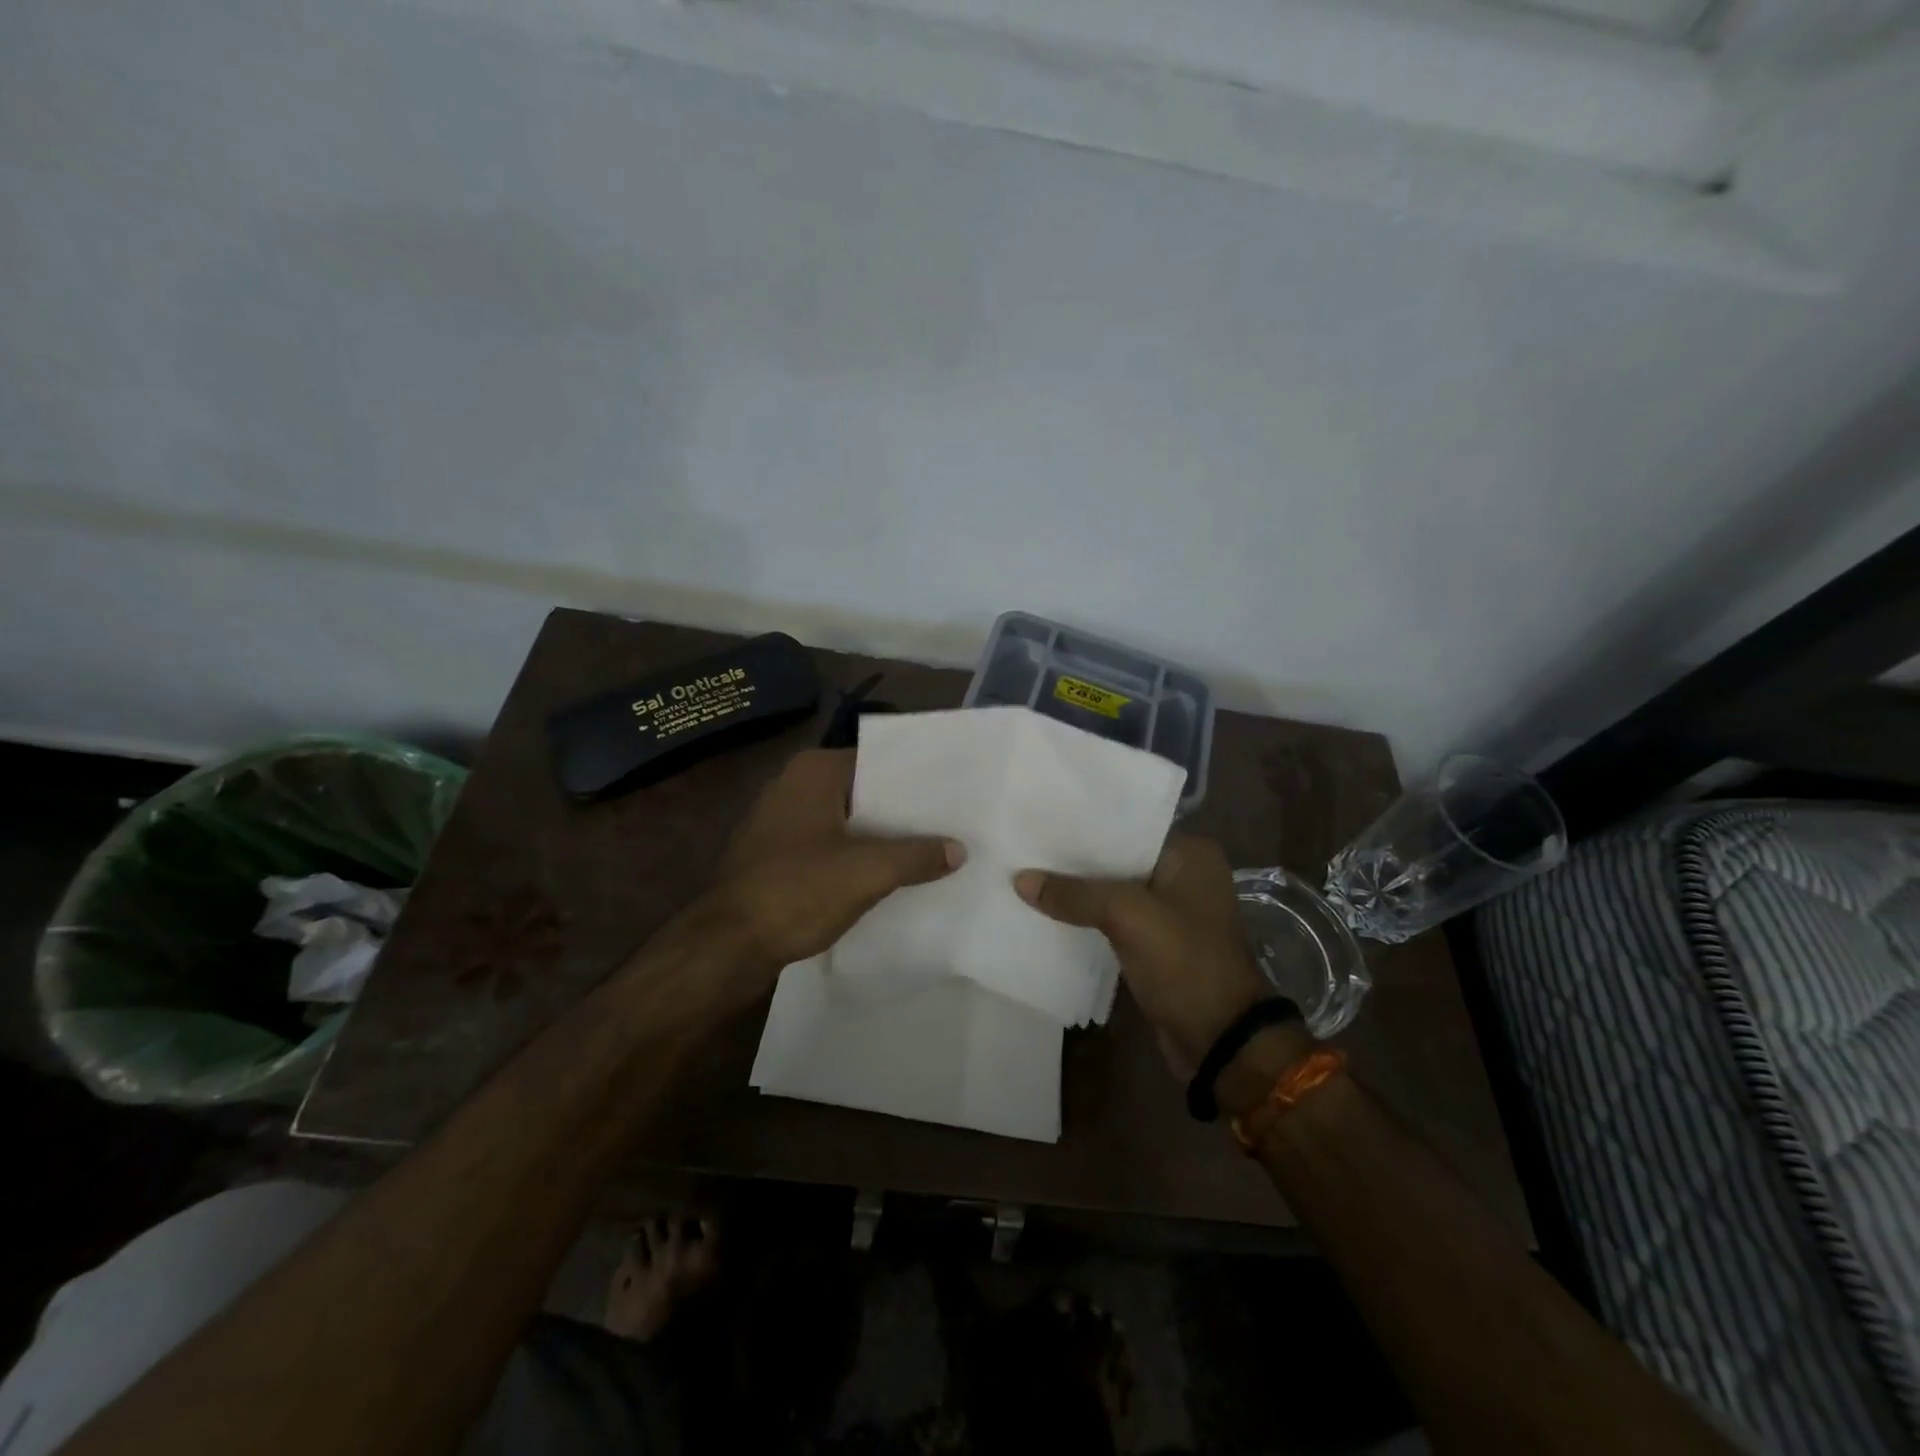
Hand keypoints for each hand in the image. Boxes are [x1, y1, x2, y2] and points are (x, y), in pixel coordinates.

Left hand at [697, 748, 962, 973]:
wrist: (726, 945)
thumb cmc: (797, 891)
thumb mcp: (867, 872)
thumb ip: (917, 856)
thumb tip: (959, 849)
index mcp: (813, 771)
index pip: (878, 762)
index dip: (917, 780)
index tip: (953, 794)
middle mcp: (793, 785)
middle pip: (863, 793)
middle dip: (902, 812)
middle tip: (950, 824)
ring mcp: (780, 821)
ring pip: (846, 822)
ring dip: (880, 837)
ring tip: (930, 850)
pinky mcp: (775, 855)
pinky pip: (828, 846)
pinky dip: (855, 857)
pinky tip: (887, 876)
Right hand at [1015, 834, 1288, 1082]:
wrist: (1219, 1040)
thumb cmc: (1184, 963)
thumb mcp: (1128, 917)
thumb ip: (1075, 894)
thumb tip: (1020, 879)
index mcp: (1191, 854)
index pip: (1129, 826)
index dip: (1086, 824)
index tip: (1042, 818)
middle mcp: (1184, 875)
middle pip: (1119, 858)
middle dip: (1076, 857)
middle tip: (1027, 844)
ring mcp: (1171, 911)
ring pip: (1114, 889)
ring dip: (1079, 889)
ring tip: (1029, 872)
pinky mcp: (1157, 942)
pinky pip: (1115, 918)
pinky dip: (1087, 915)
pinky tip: (1049, 909)